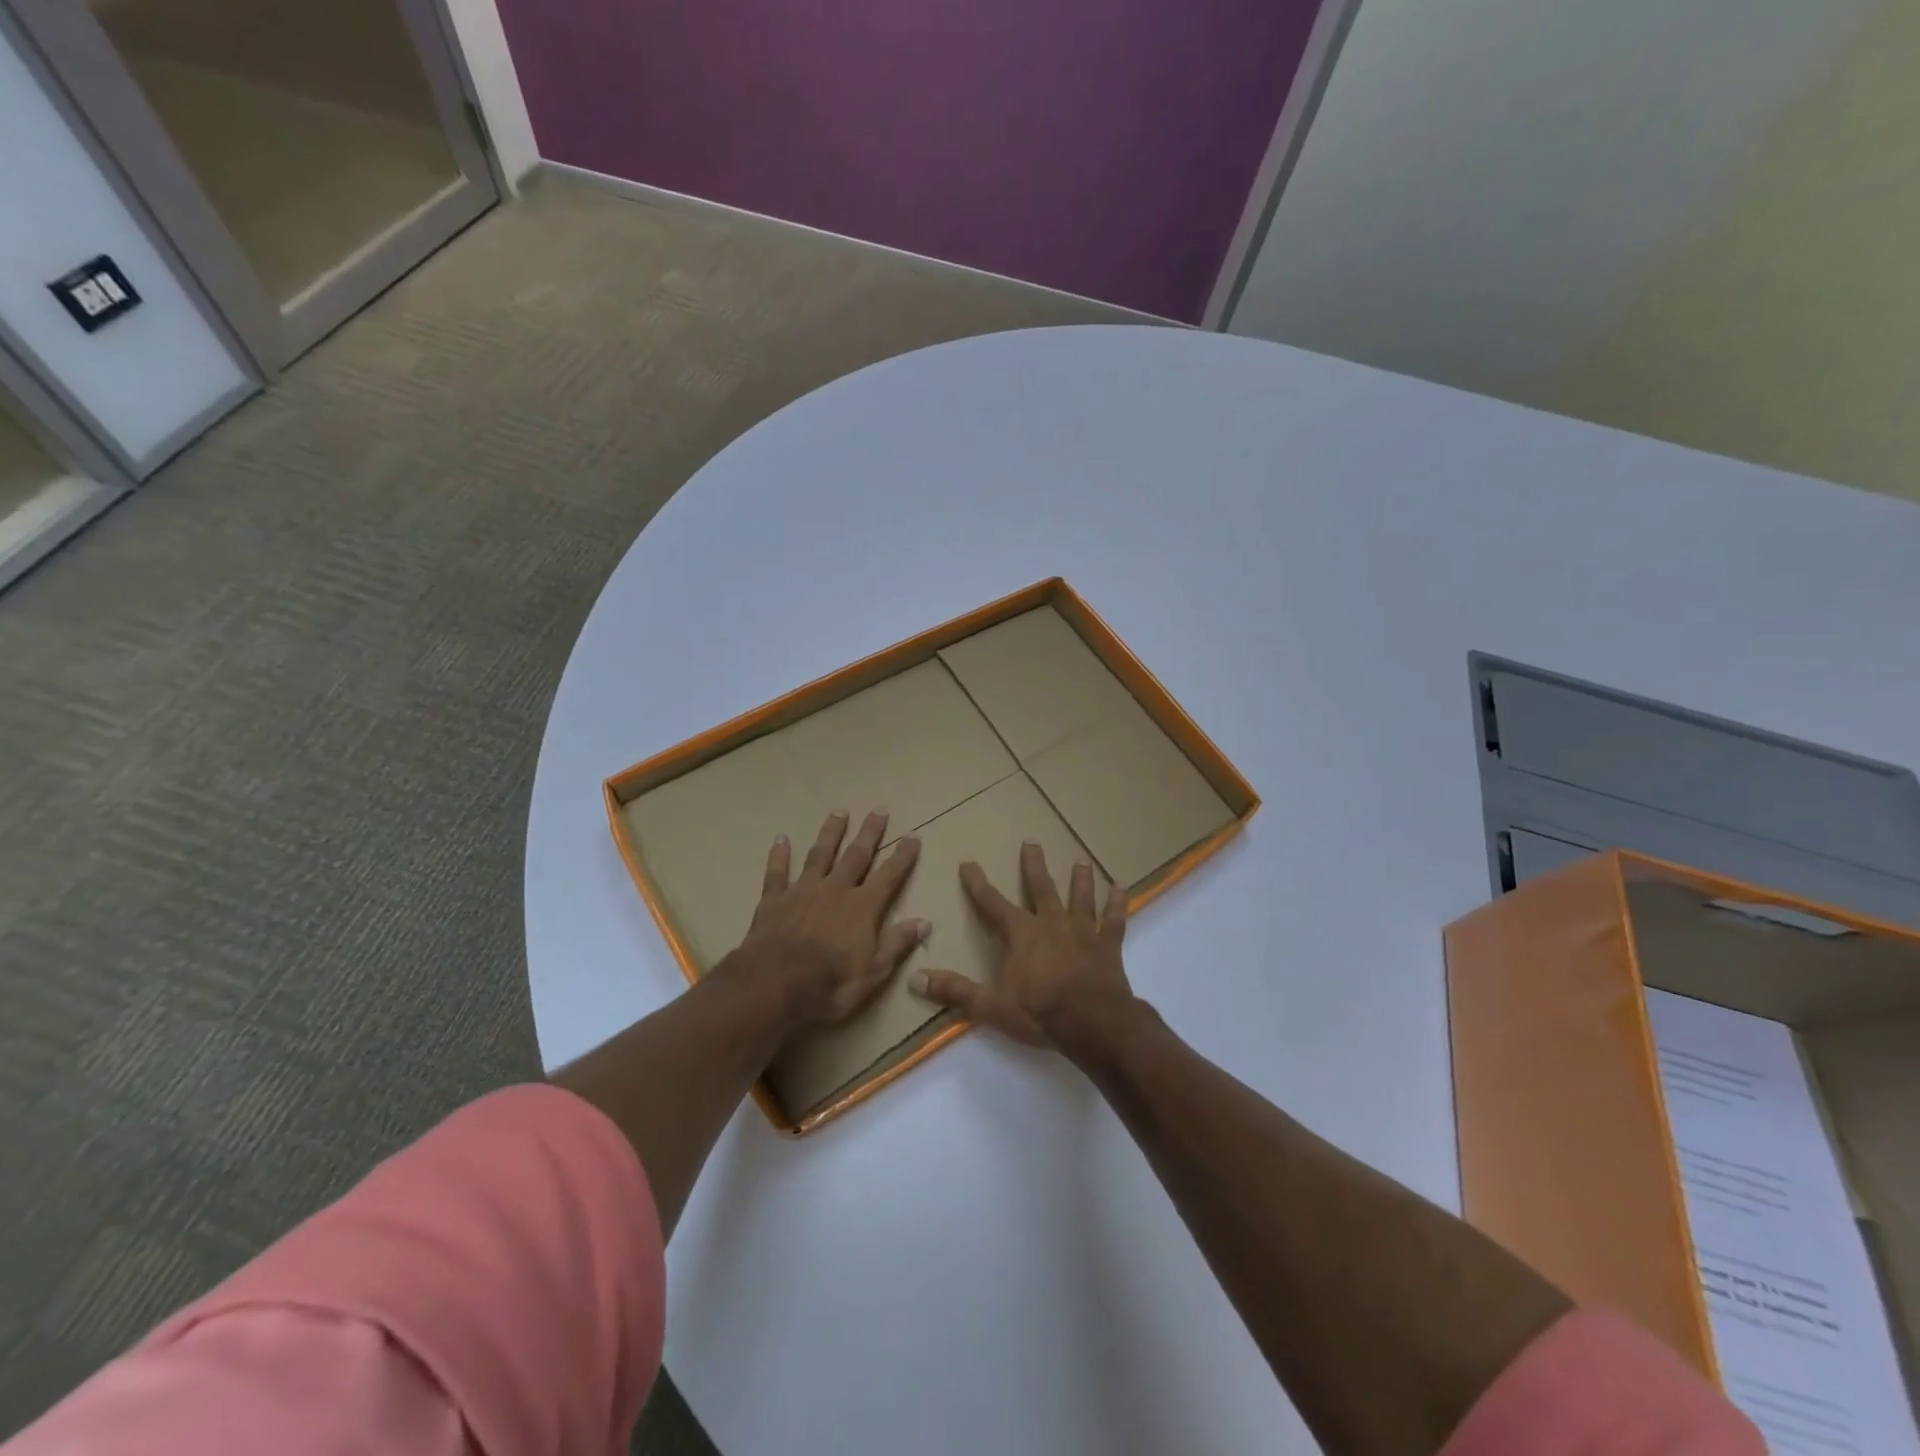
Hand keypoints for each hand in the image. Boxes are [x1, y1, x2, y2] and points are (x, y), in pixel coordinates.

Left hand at [724, 809, 927, 1026]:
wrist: (774, 985)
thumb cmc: (830, 984)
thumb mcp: (873, 972)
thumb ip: (897, 943)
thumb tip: (924, 922)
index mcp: (863, 907)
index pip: (889, 875)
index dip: (902, 856)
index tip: (913, 836)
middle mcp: (836, 889)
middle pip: (856, 855)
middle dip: (869, 833)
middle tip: (878, 810)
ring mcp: (803, 890)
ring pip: (820, 854)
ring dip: (830, 833)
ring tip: (838, 812)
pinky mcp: (774, 899)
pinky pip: (777, 872)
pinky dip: (779, 855)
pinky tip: (781, 839)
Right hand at [912, 841, 1132, 1048]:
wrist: (1092, 1023)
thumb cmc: (1039, 1012)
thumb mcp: (989, 1005)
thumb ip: (955, 991)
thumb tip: (915, 979)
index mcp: (1020, 934)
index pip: (992, 903)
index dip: (977, 884)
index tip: (968, 863)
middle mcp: (1051, 923)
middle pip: (1040, 888)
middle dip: (1033, 865)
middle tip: (1031, 842)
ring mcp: (1082, 931)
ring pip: (1079, 897)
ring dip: (1079, 879)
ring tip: (1081, 860)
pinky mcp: (1108, 945)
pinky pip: (1114, 920)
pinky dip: (1118, 904)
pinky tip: (1121, 889)